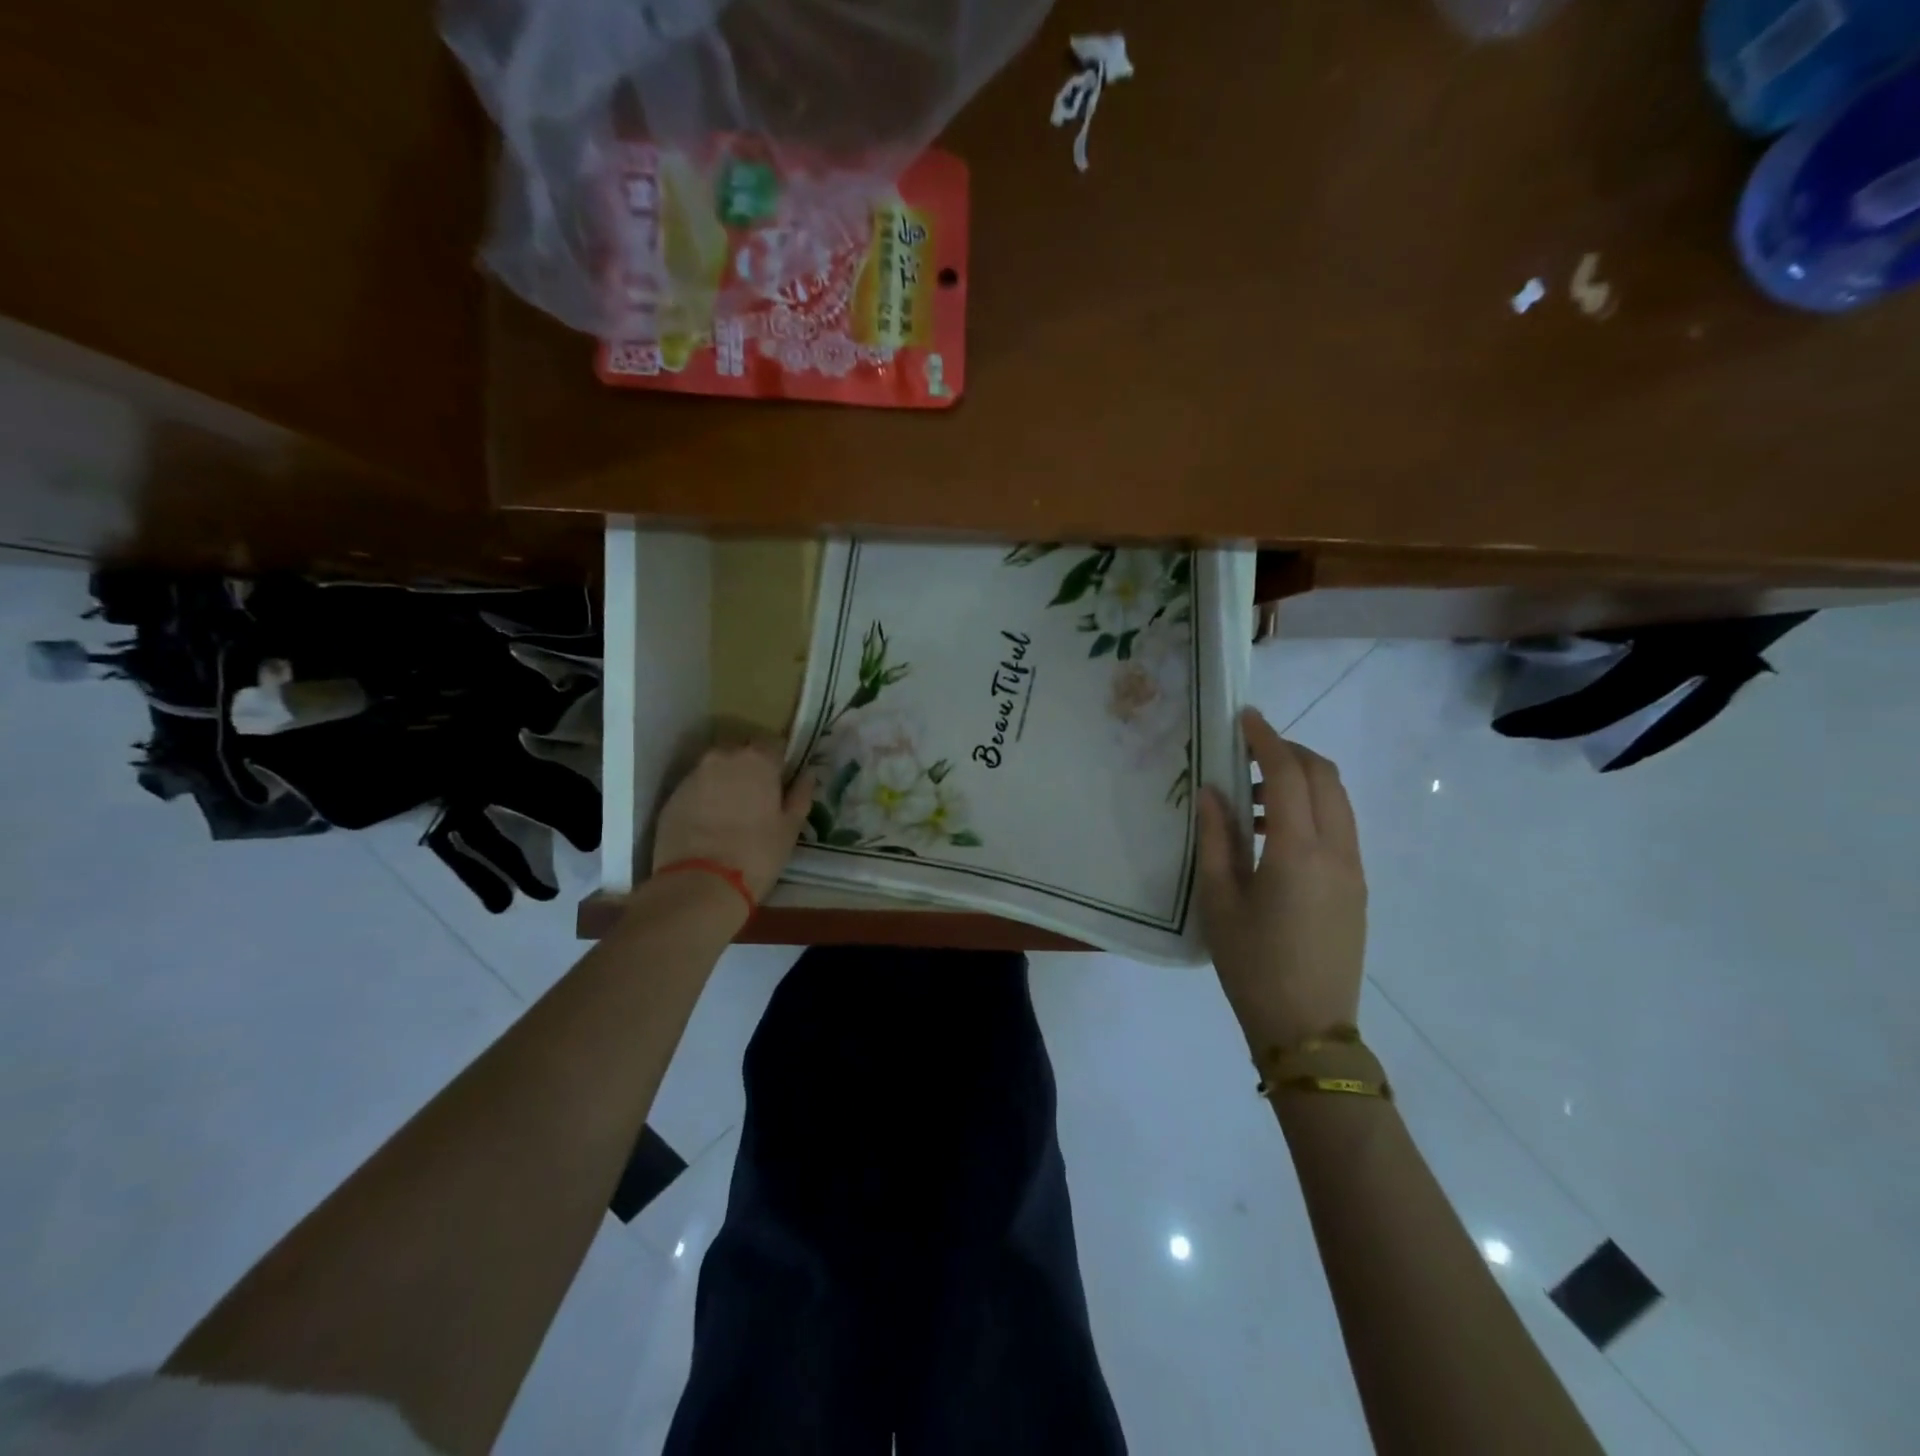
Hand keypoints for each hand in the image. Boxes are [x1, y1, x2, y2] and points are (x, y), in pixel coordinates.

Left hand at [652, 740, 814, 902]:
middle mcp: (723, 757)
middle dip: (750, 768)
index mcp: (758, 759)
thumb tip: (808, 774)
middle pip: (741, 752)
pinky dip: (704, 798)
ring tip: (731, 812)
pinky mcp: (672, 796)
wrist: (700, 884)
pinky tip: (709, 823)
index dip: (779, 762)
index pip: (773, 744)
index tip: (781, 782)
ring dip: (725, 782)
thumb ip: (801, 795)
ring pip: (715, 769)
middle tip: (757, 798)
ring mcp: (693, 775)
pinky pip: (695, 788)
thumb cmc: (757, 853)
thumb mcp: (790, 828)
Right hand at [1198, 707, 1367, 1054]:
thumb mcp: (1219, 901)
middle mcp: (1337, 851)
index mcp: (1298, 851)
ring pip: (1337, 801)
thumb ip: (1215, 838)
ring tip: (1252, 799)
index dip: (1267, 738)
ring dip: (1301, 781)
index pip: (1289, 773)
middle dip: (1289, 751)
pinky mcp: (1357, 888)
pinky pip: (1339, 828)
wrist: (1308, 1030)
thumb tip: (1212, 791)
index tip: (1244, 717)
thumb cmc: (1252, 965)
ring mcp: (1353, 870)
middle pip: (1324, 777)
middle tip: (1248, 751)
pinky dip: (1311, 810)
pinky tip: (1273, 835)